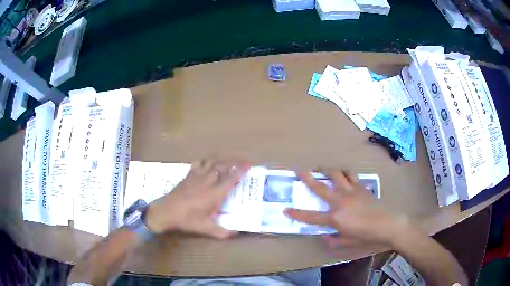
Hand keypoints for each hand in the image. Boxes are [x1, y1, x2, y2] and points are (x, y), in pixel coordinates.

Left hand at [145, 157, 249, 238]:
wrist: (166, 211)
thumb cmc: (187, 220)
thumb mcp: (205, 228)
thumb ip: (223, 232)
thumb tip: (237, 233)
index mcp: (215, 194)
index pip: (231, 179)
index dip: (241, 171)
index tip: (248, 165)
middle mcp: (208, 181)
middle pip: (223, 166)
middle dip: (234, 162)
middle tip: (242, 162)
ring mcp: (197, 176)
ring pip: (212, 162)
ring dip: (221, 160)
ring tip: (227, 162)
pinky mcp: (188, 175)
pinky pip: (198, 163)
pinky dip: (205, 161)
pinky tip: (207, 164)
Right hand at [284, 170, 407, 247]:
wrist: (387, 224)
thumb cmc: (366, 236)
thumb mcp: (347, 242)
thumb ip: (333, 240)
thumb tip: (324, 236)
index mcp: (335, 218)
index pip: (310, 217)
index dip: (296, 214)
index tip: (285, 210)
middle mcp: (340, 201)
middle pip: (320, 187)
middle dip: (307, 178)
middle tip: (298, 170)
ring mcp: (351, 191)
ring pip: (336, 174)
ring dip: (327, 171)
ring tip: (323, 170)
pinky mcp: (361, 187)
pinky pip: (351, 176)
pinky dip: (345, 174)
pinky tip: (345, 176)